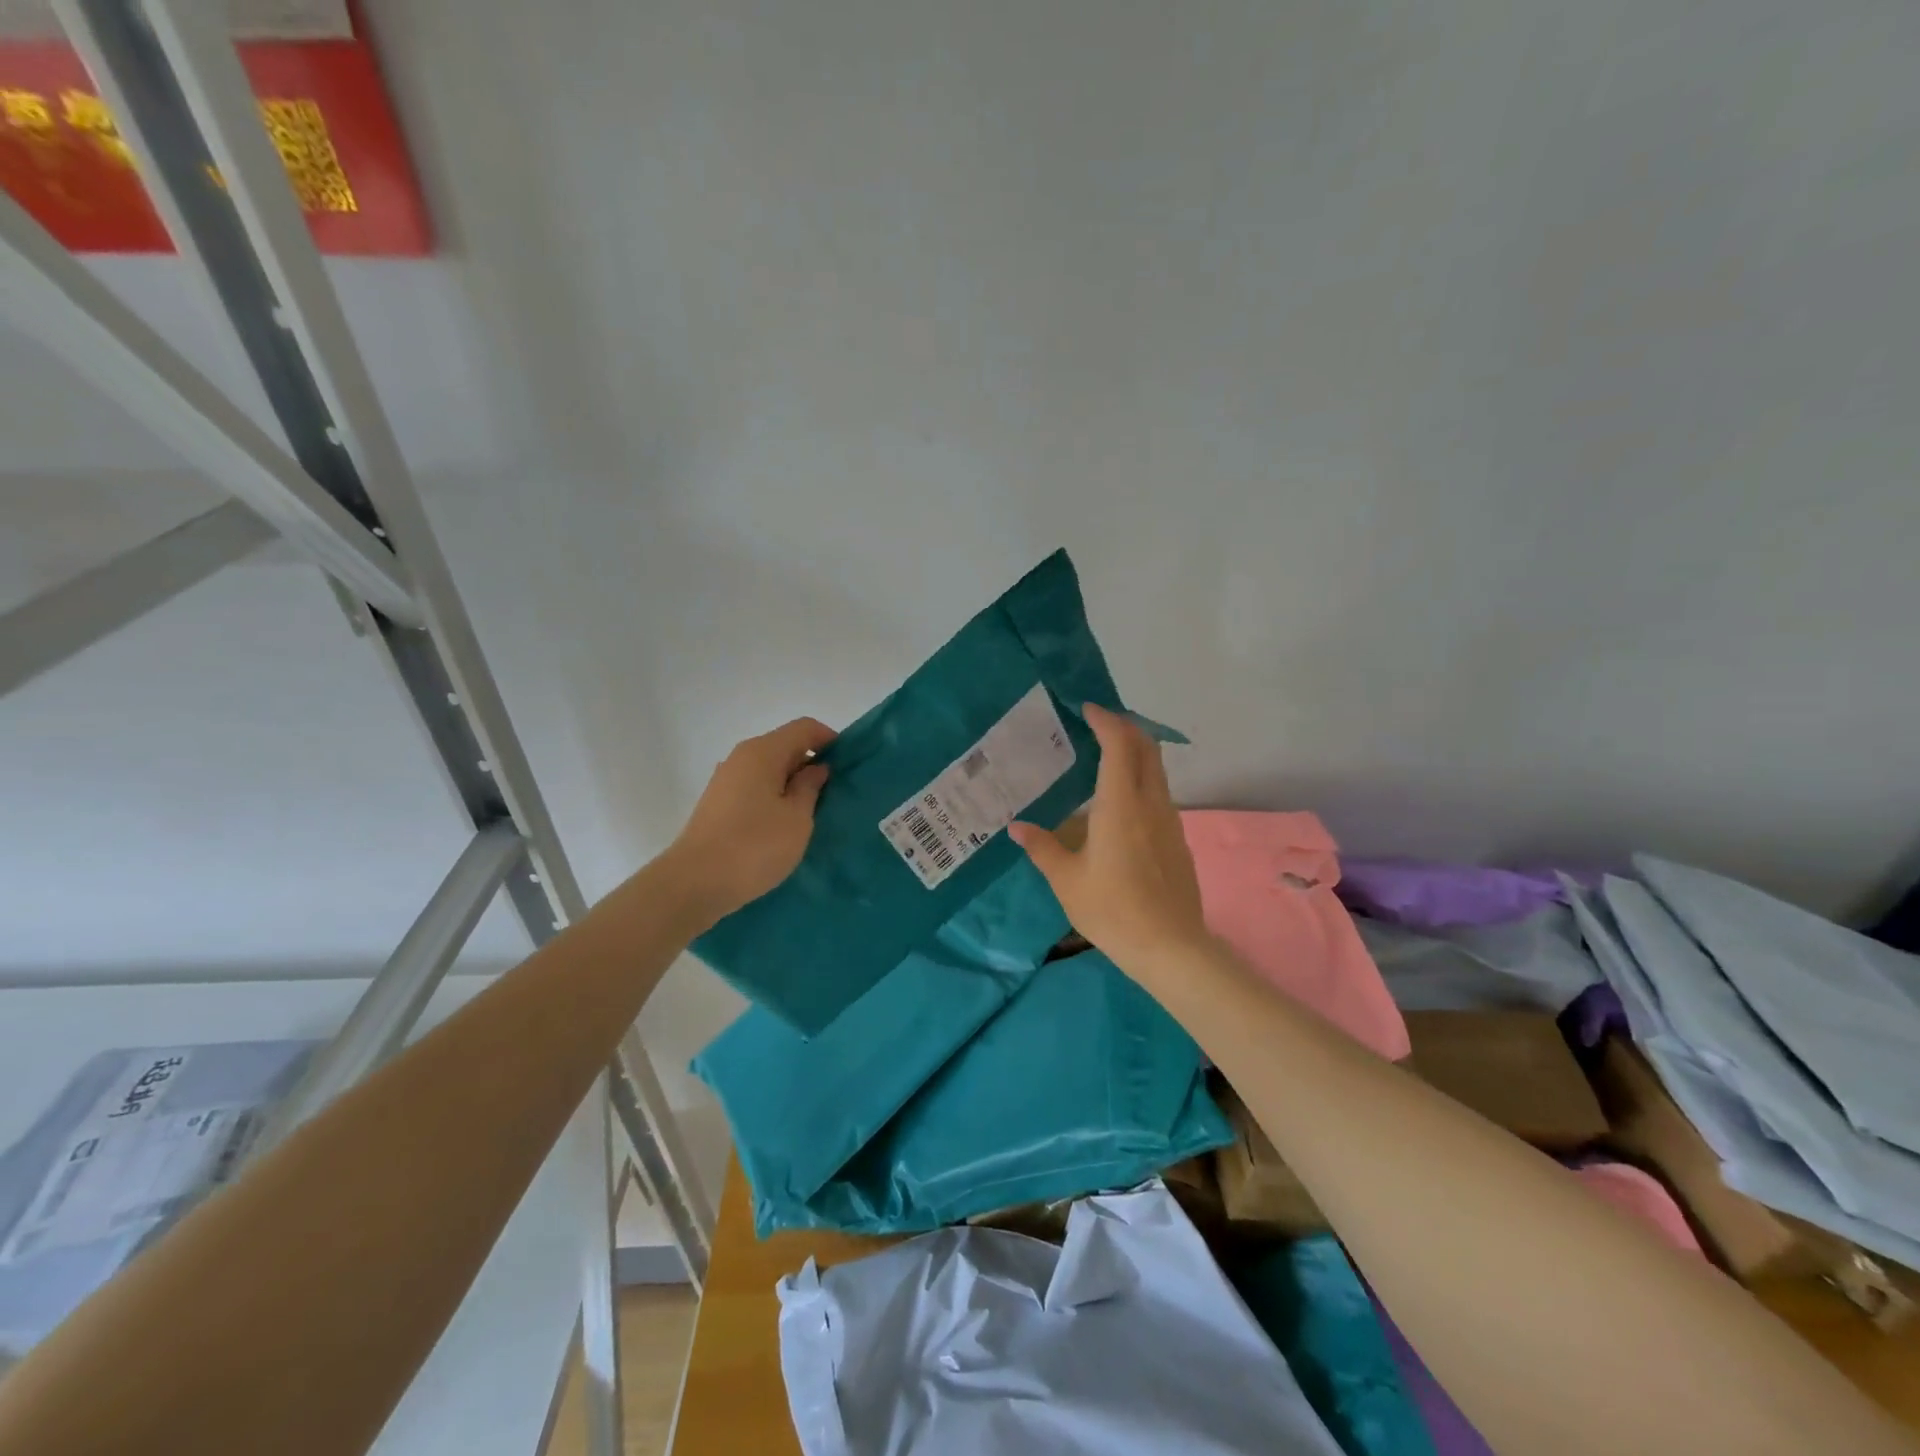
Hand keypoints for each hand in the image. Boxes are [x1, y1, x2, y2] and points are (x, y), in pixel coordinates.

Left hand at [668, 717, 835, 923]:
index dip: (830, 740)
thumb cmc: (754, 846)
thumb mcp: (797, 818)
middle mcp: (742, 758)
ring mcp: (727, 781)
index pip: (804, 728)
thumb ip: (810, 787)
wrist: (694, 884)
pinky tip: (786, 825)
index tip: (849, 765)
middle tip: (837, 793)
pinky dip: (775, 797)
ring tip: (814, 812)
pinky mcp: (719, 804)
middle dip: (813, 764)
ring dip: (794, 784)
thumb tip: (816, 768)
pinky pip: (756, 788)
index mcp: (763, 752)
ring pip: (770, 770)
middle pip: (785, 746)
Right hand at [1008, 703, 1209, 983]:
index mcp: (1120, 805)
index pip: (1119, 745)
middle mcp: (1150, 803)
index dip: (1105, 720)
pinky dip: (1141, 779)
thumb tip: (1016, 827)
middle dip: (1125, 727)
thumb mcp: (1067, 880)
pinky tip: (1120, 803)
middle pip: (1146, 748)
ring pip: (1156, 770)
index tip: (1087, 708)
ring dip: (1135, 753)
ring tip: (1104, 758)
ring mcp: (1170, 820)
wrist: (1171, 947)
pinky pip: (1159, 794)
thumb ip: (1042, 847)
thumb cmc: (1112, 910)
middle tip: (1097, 724)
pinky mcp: (1177, 839)